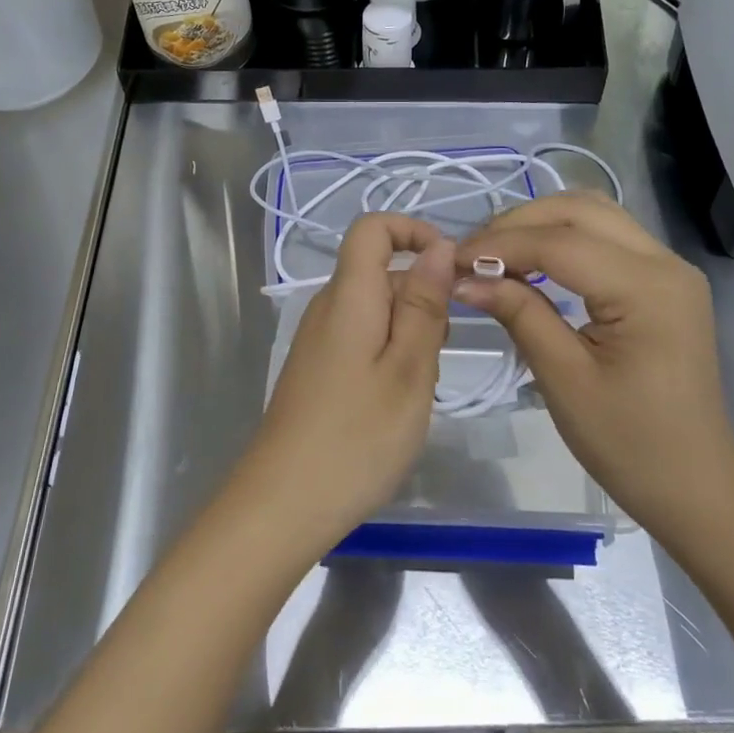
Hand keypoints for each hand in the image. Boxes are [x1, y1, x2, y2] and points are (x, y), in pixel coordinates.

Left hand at [234, 214, 453, 554]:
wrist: (283, 504)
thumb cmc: (357, 437)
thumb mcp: (409, 370)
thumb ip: (425, 304)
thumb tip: (440, 247)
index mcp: (349, 295)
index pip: (372, 228)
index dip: (413, 231)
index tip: (450, 270)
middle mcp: (328, 306)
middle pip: (379, 271)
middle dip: (422, 297)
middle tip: (437, 356)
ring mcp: (318, 339)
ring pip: (376, 309)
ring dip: (409, 332)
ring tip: (418, 387)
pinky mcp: (317, 368)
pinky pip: (362, 338)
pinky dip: (389, 354)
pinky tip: (395, 402)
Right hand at [455, 193, 733, 545]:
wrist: (696, 484)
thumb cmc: (629, 443)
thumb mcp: (564, 379)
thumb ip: (519, 314)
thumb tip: (464, 278)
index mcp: (646, 289)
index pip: (560, 244)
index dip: (500, 246)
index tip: (452, 262)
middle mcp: (665, 262)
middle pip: (579, 210)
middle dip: (519, 223)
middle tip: (472, 254)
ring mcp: (669, 267)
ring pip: (594, 213)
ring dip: (541, 223)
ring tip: (496, 253)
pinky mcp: (664, 279)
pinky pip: (607, 235)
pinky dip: (564, 236)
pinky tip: (533, 261)